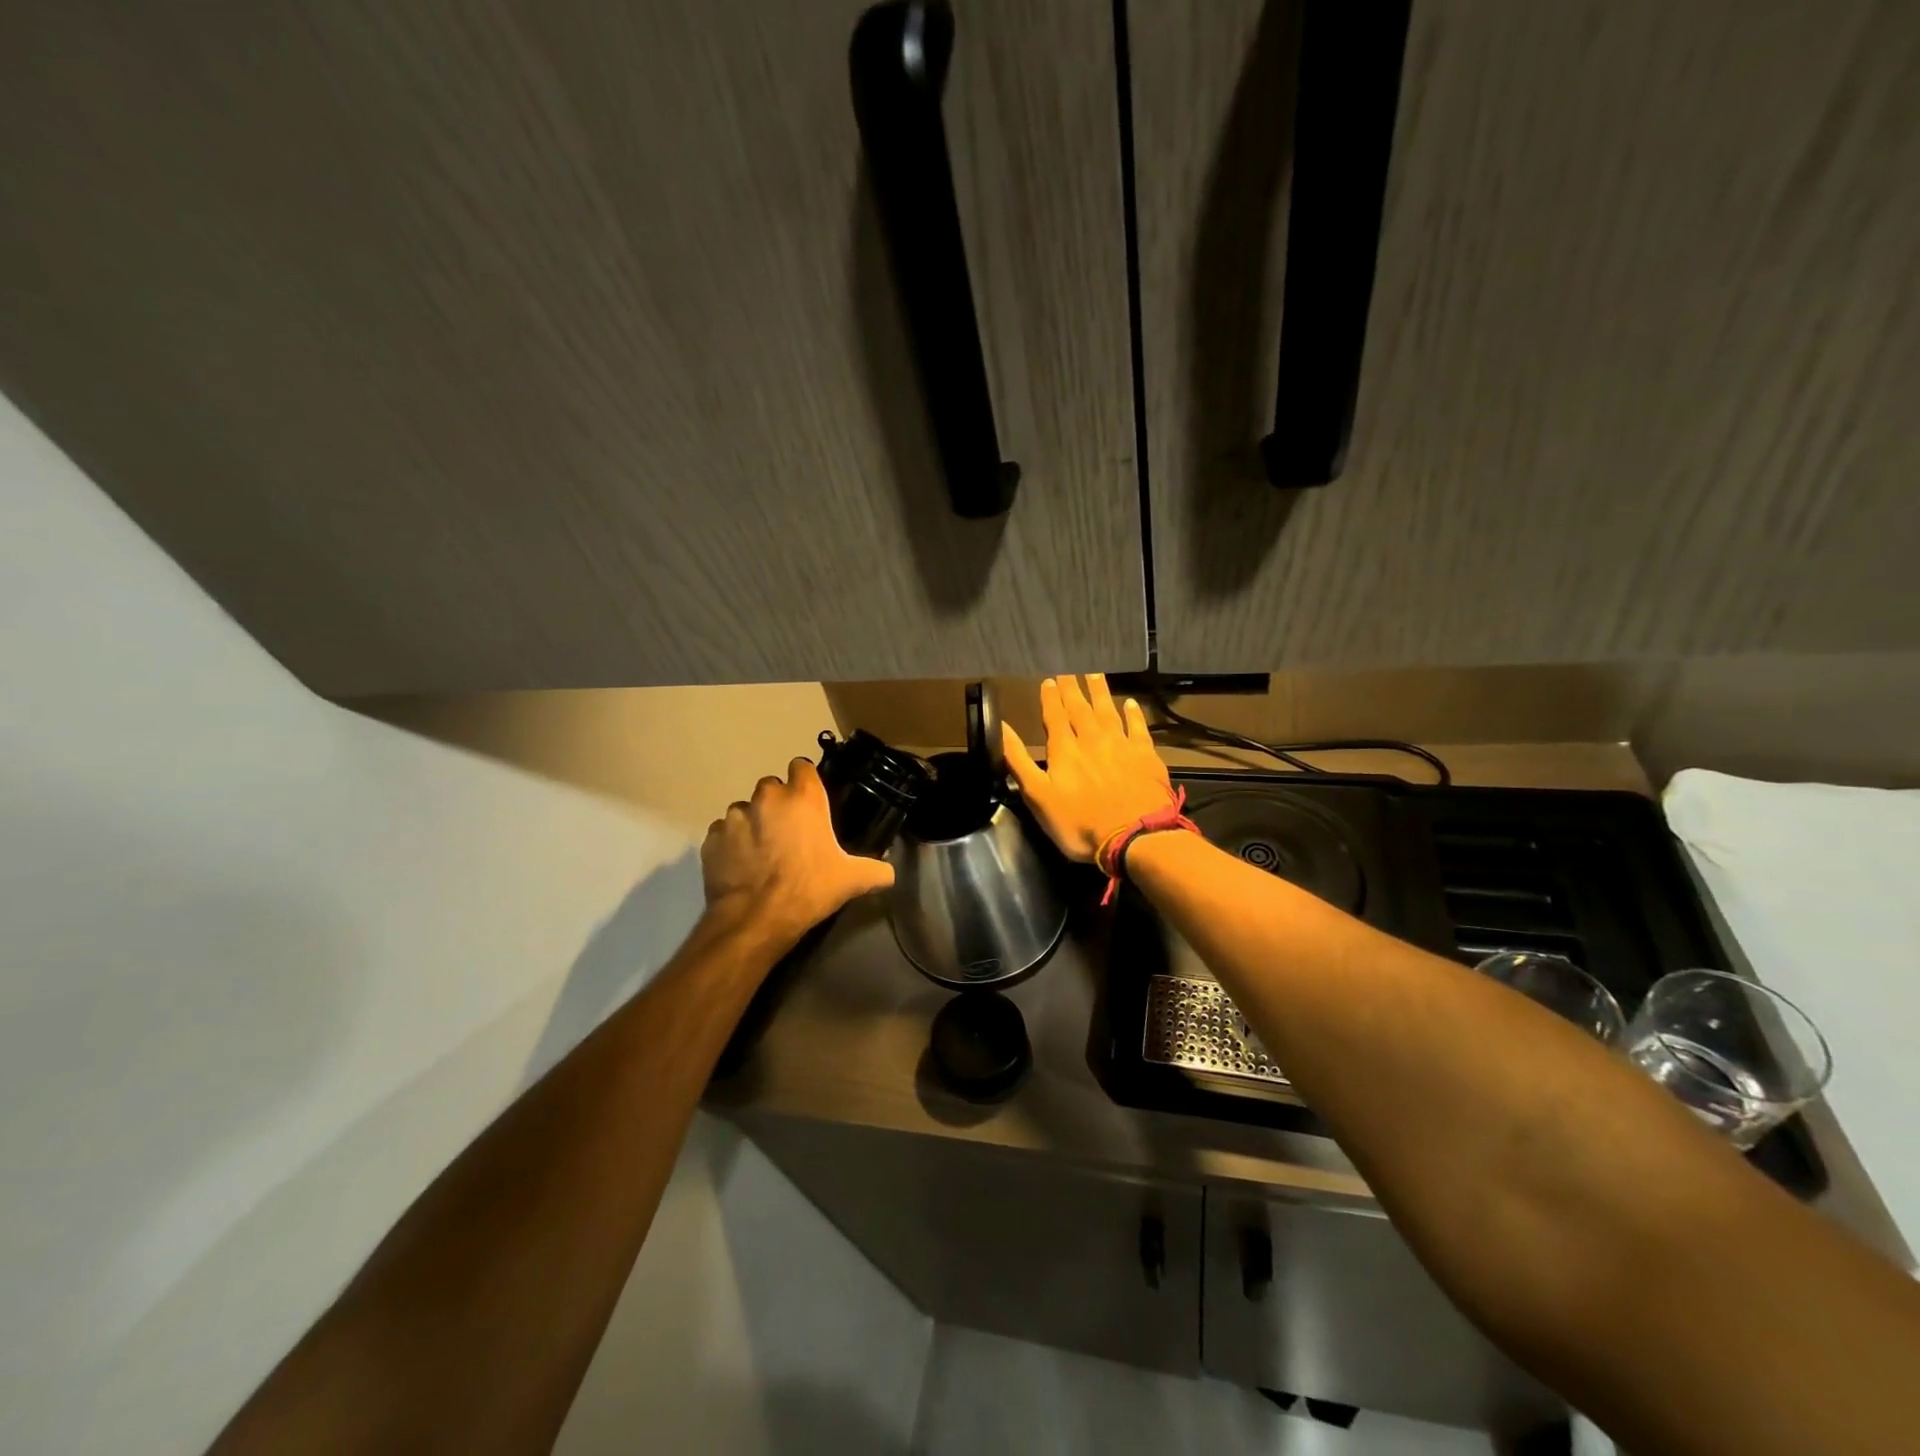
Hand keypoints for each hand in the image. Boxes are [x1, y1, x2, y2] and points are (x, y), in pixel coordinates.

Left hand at [701, 759, 894, 947]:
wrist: (756, 919)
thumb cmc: (809, 889)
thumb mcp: (852, 880)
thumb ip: (876, 871)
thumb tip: (890, 873)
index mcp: (803, 798)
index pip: (802, 767)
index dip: (806, 781)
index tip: (810, 801)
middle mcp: (767, 798)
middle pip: (772, 787)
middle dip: (779, 803)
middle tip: (789, 832)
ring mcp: (735, 817)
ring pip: (745, 809)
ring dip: (753, 823)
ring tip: (762, 851)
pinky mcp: (712, 838)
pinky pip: (723, 833)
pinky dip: (731, 843)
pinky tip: (741, 864)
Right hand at [1003, 674, 1174, 862]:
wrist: (1135, 837)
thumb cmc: (1079, 824)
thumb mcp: (1037, 796)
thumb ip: (1018, 761)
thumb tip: (1001, 727)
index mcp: (1064, 749)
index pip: (1055, 716)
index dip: (1050, 698)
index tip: (1048, 681)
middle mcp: (1092, 739)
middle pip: (1080, 708)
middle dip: (1073, 689)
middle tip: (1069, 672)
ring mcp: (1121, 745)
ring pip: (1108, 711)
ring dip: (1100, 692)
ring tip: (1094, 675)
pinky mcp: (1146, 756)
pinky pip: (1138, 727)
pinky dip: (1133, 714)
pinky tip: (1131, 704)